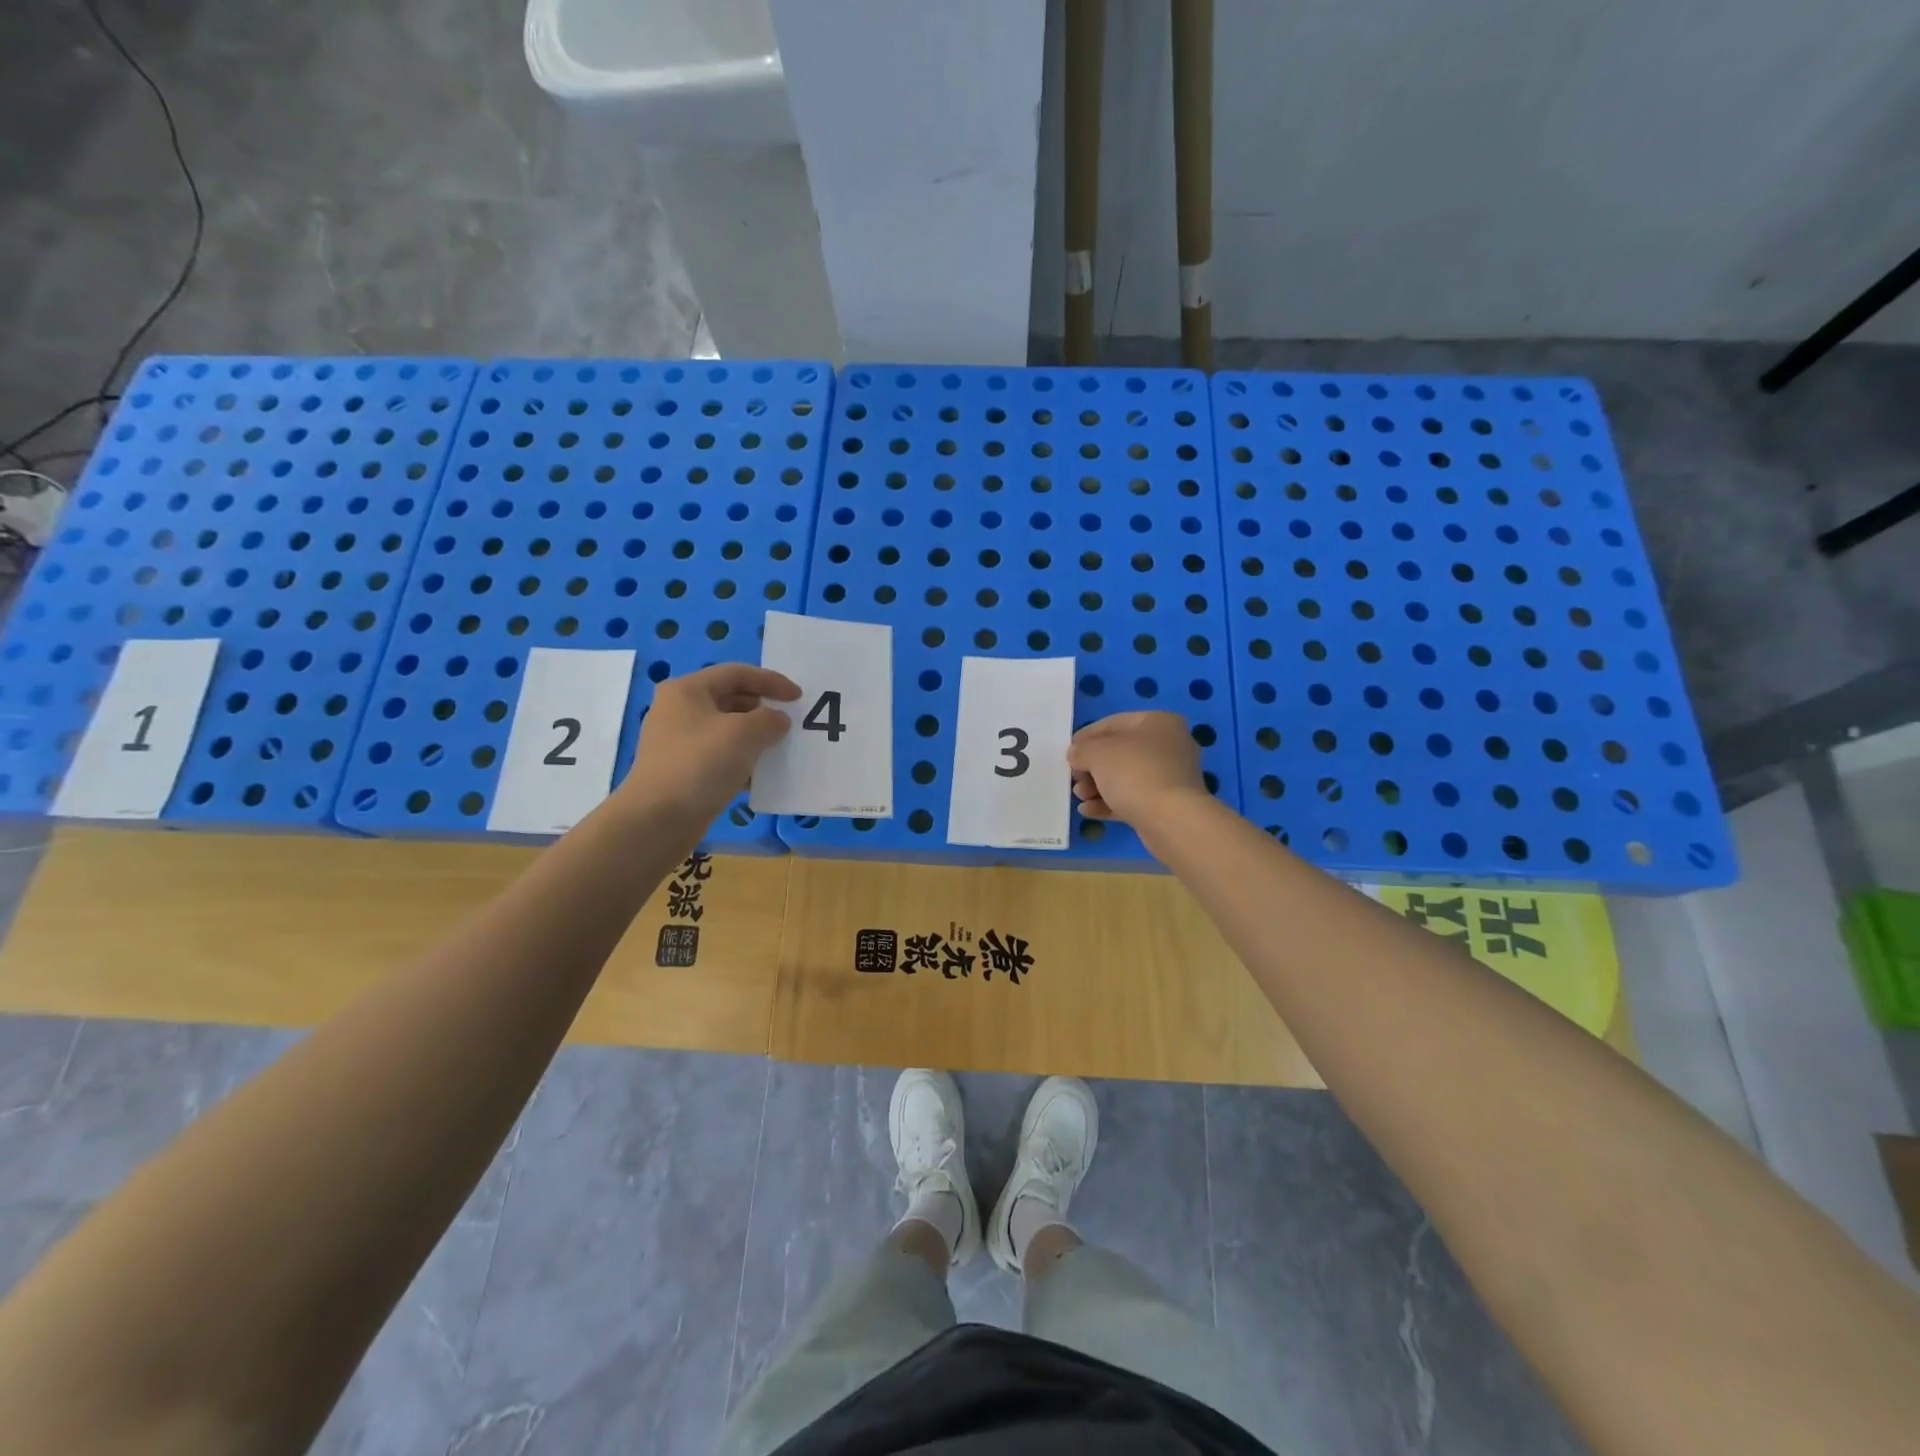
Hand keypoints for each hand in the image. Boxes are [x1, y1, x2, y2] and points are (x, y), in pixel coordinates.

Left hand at [617, 664, 800, 821]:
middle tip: (790, 722)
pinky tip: (760, 774)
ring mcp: (679, 742)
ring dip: (755, 736)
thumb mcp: (744, 734)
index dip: (771, 681)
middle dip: (763, 708)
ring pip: (726, 729)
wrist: (657, 820)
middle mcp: (679, 710)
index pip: (736, 673)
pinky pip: (720, 755)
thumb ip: (769, 719)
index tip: (798, 697)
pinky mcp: (683, 770)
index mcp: (687, 690)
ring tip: (780, 747)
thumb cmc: (700, 764)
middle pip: (730, 698)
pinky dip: (742, 759)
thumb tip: (777, 720)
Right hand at [1068, 711, 1210, 829]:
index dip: (1087, 736)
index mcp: (1158, 722)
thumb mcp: (1097, 753)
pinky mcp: (1167, 804)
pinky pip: (1133, 798)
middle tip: (1074, 778)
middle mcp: (1169, 745)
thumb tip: (1077, 755)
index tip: (1069, 751)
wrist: (1171, 819)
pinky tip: (1088, 811)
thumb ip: (1081, 750)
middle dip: (1092, 767)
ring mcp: (1170, 776)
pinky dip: (1109, 803)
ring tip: (1080, 796)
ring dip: (1097, 786)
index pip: (1114, 723)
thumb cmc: (1134, 773)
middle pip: (1119, 752)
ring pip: (1125, 777)